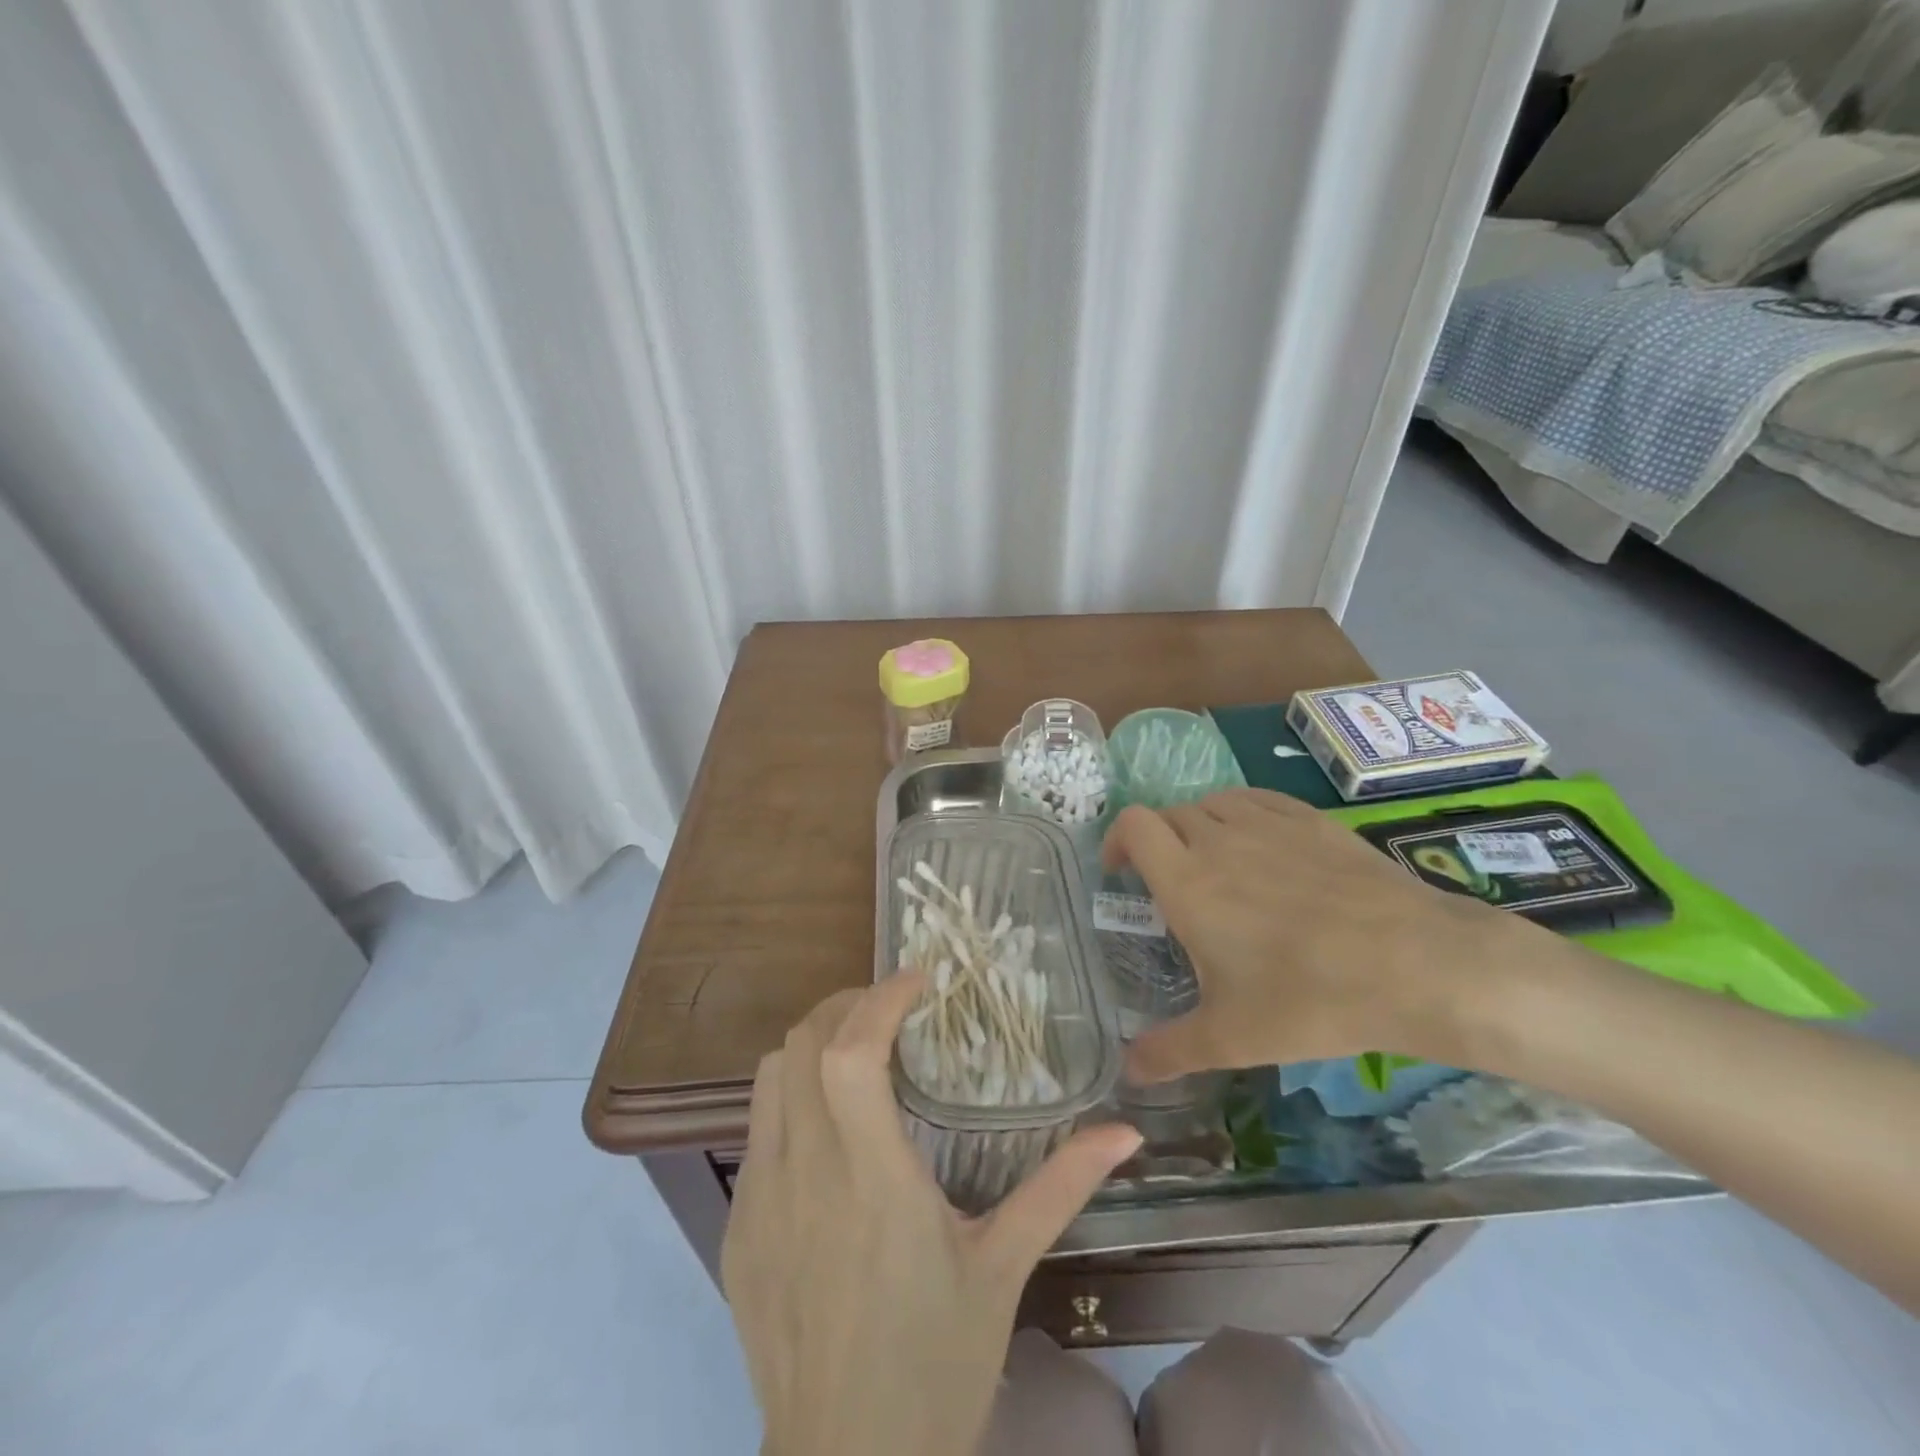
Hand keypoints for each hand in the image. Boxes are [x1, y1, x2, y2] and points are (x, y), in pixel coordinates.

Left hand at [721, 976, 1142, 1455]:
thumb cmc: (936, 1367)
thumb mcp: (1004, 1269)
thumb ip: (1061, 1187)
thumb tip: (1127, 1132)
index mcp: (872, 1183)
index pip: (851, 1054)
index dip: (880, 998)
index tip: (920, 977)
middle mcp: (804, 1178)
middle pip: (799, 1045)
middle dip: (845, 1005)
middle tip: (892, 1007)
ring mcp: (758, 1202)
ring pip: (768, 1078)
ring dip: (812, 1044)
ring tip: (859, 1051)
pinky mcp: (737, 1230)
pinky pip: (756, 1131)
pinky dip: (791, 1097)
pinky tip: (829, 1129)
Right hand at [1102, 788, 1543, 1083]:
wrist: (1415, 965)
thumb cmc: (1309, 999)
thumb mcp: (1230, 1037)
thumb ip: (1169, 1051)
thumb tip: (1127, 1072)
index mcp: (1186, 881)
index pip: (1133, 825)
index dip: (1117, 839)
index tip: (1120, 873)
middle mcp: (1218, 839)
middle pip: (1169, 815)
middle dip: (1158, 842)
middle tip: (1169, 883)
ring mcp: (1268, 824)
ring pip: (1211, 803)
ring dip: (1198, 825)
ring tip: (1212, 862)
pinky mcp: (1310, 820)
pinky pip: (1257, 800)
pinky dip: (1241, 814)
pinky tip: (1260, 844)